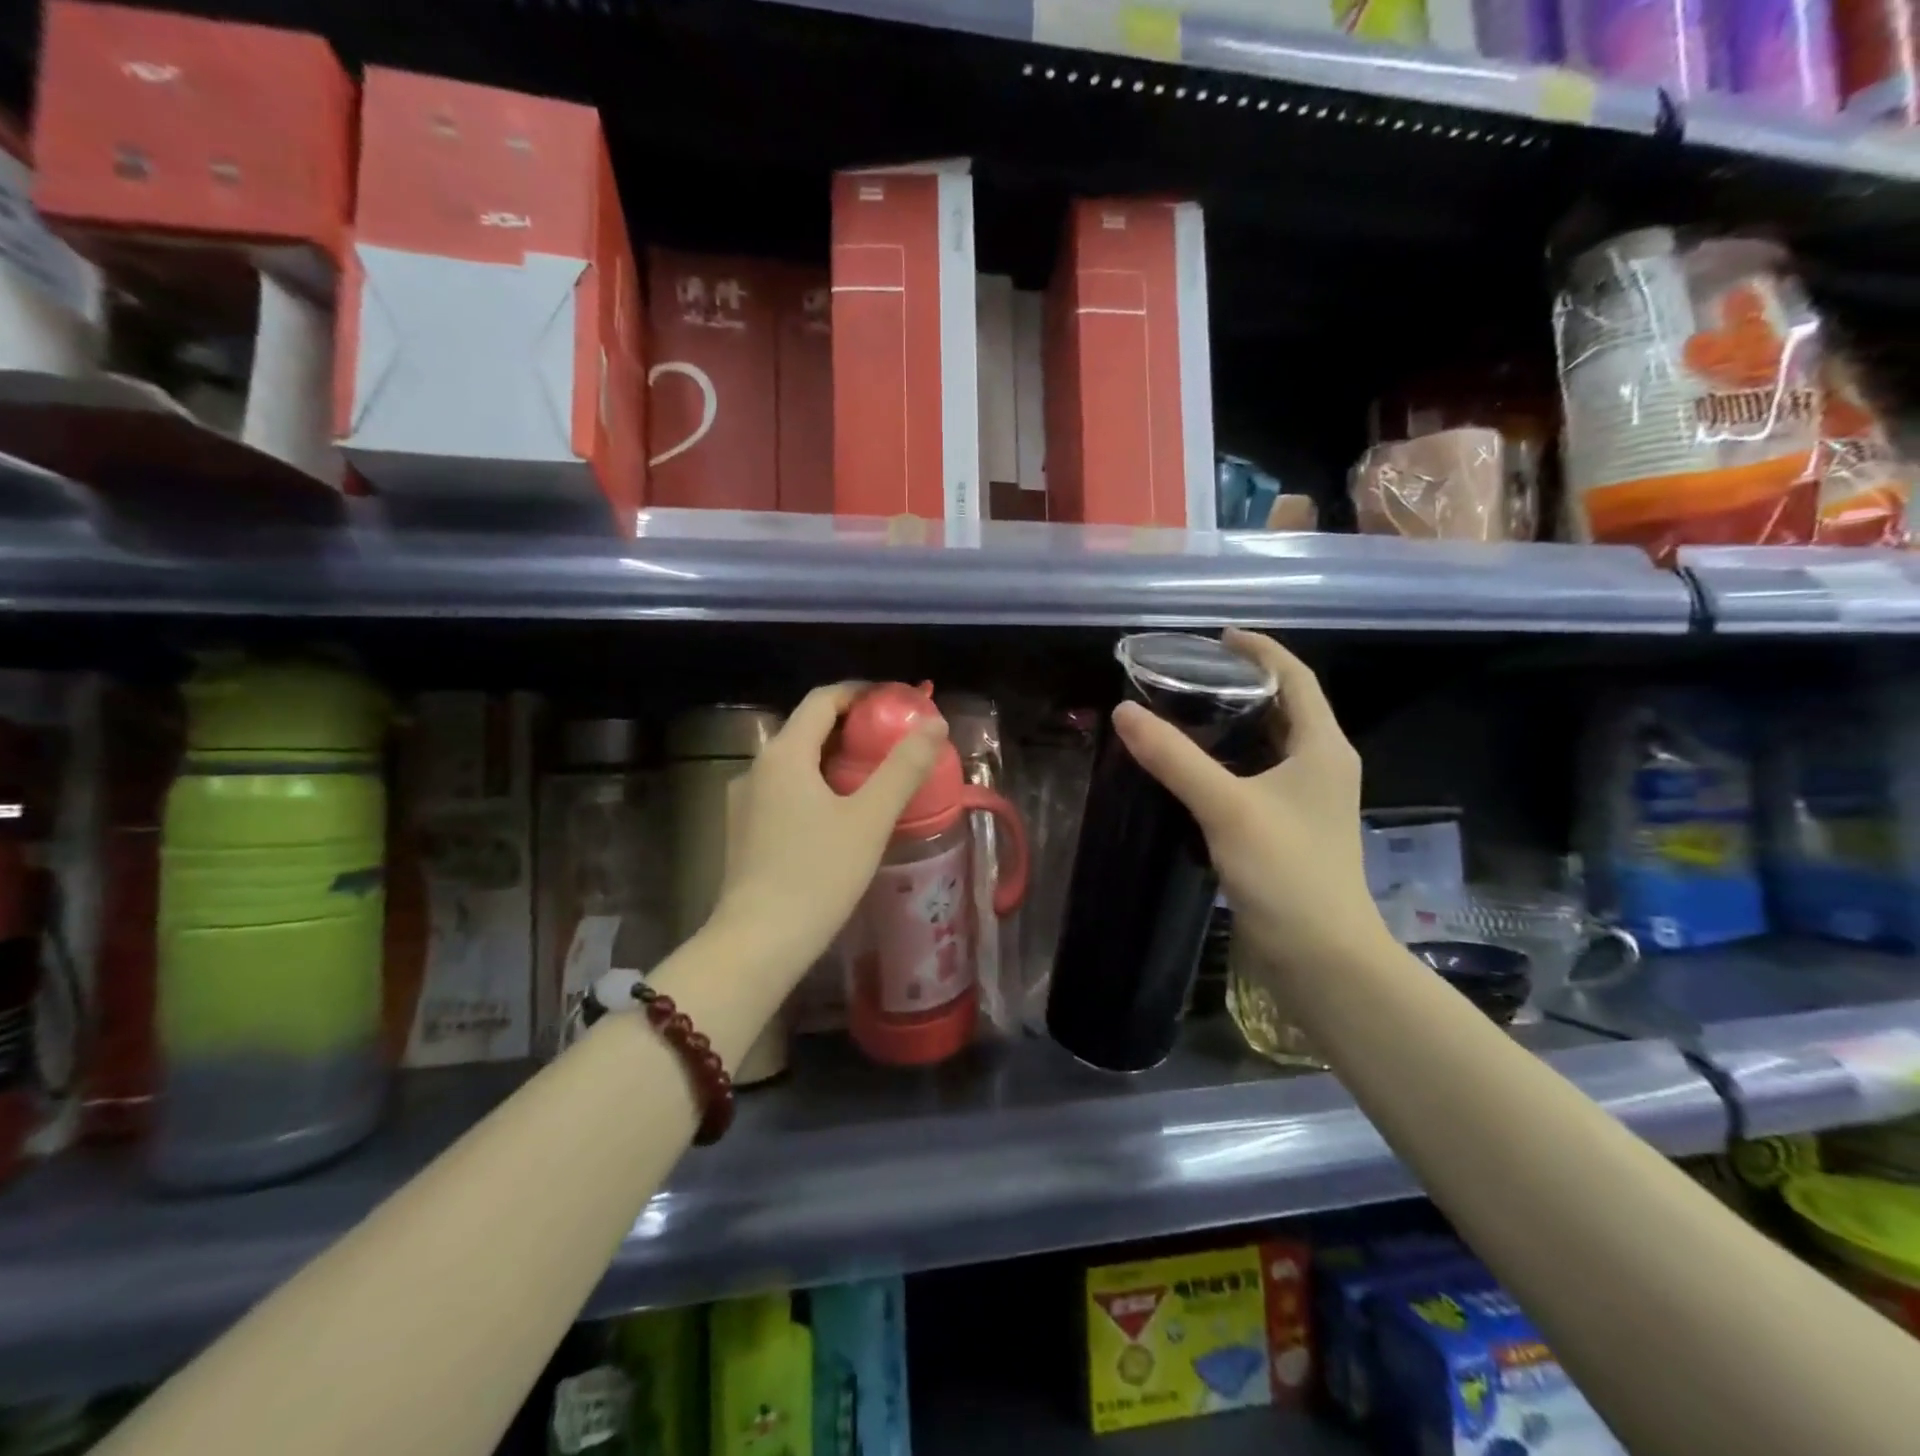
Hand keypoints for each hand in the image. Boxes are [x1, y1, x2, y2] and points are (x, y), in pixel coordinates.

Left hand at [709, 682, 946, 984]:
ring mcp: (745, 801)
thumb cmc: (817, 874)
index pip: (823, 700)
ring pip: (796, 763)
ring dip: (834, 759)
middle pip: (808, 729)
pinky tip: (840, 815)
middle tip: (894, 740)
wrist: (758, 943)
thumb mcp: (870, 819)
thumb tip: (934, 724)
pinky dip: (816, 786)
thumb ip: (904, 767)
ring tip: (874, 776)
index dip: (861, 692)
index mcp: (785, 754)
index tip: (896, 702)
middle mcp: (758, 768)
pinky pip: (785, 792)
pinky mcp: (743, 832)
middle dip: (852, 727)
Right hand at [1112, 629, 1387, 980]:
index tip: (1217, 637)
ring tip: (1185, 713)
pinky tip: (1193, 770)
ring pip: (1270, 745)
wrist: (1321, 956)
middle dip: (1243, 684)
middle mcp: (1321, 765)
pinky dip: (1230, 762)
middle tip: (1189, 675)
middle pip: (1285, 707)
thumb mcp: (1227, 806)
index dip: (1261, 649)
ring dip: (1234, 724)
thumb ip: (1175, 758)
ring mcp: (1308, 800)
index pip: (1296, 677)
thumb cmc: (1286, 870)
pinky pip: (1259, 777)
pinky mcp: (1290, 829)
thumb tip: (1124, 712)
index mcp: (1322, 747)